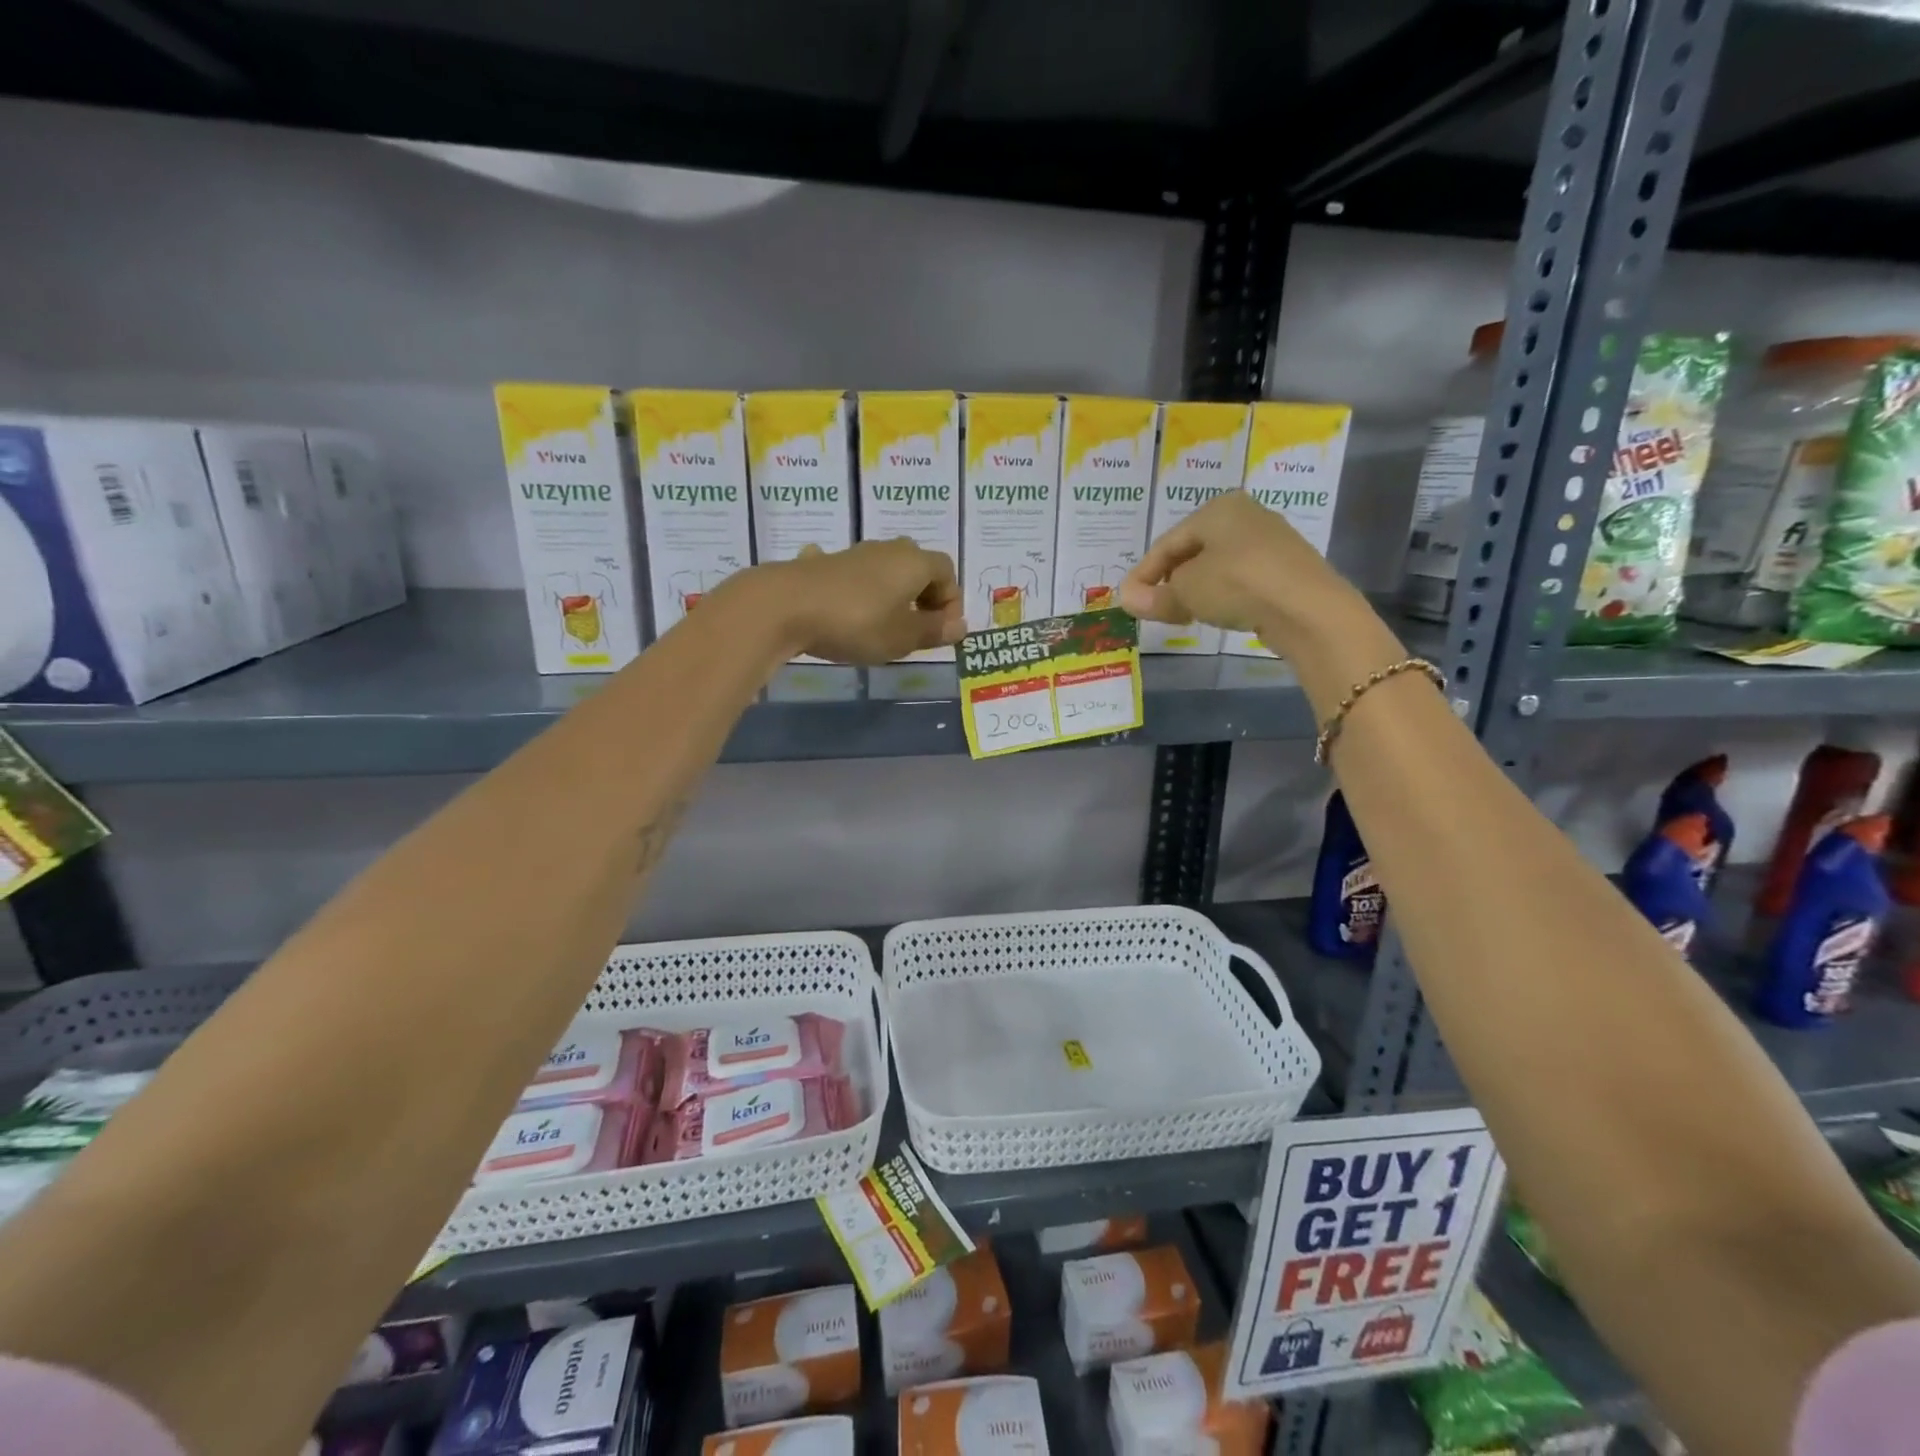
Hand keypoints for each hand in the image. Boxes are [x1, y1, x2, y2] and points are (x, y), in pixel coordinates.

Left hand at [765, 539, 964, 664]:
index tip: (940, 631)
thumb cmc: (857, 623)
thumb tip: (959, 626)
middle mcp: (887, 549)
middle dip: (922, 596)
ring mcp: (853, 553)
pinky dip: (856, 591)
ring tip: (881, 626)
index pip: (947, 572)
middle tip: (915, 628)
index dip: (950, 602)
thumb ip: (933, 631)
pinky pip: (851, 575)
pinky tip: (842, 608)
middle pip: (917, 567)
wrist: (786, 606)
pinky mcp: (822, 564)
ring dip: (890, 594)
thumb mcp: (902, 637)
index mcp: (914, 562)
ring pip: (884, 570)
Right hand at [1118, 492, 1363, 651]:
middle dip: (1169, 580)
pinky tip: (1216, 612)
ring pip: (1216, 565)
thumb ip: (1154, 596)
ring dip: (1194, 589)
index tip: (1128, 600)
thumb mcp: (1185, 592)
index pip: (1166, 543)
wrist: (1307, 608)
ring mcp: (1270, 541)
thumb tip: (1127, 600)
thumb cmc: (1237, 584)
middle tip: (1153, 608)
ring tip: (1181, 614)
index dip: (1143, 573)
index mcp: (1217, 508)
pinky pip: (1240, 578)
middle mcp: (1245, 515)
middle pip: (1192, 551)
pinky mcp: (1286, 568)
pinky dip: (1221, 593)